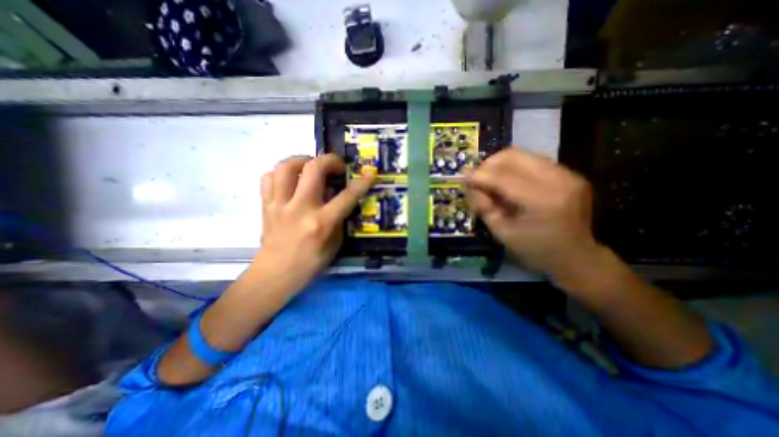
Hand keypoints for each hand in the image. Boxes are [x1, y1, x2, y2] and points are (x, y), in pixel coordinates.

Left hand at [254, 154, 374, 285]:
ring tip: (311, 166)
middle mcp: (300, 208)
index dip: (361, 184)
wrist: (275, 274)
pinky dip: (281, 173)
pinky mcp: (265, 205)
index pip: (346, 197)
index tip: (370, 174)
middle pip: (313, 169)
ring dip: (302, 160)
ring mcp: (279, 205)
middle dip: (329, 160)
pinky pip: (269, 178)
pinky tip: (291, 179)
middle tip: (336, 166)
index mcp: (321, 223)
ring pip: (286, 167)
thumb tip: (340, 200)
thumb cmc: (310, 263)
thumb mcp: (334, 244)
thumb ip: (339, 220)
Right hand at [464, 148, 598, 274]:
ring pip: (523, 154)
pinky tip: (509, 182)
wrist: (577, 257)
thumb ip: (484, 207)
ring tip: (491, 179)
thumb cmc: (535, 250)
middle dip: (489, 164)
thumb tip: (471, 186)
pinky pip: (533, 161)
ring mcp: (568, 174)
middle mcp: (558, 180)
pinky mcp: (570, 174)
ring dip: (501, 164)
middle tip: (478, 178)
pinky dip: (515, 167)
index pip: (502, 177)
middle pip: (513, 156)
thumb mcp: (501, 233)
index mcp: (542, 201)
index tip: (464, 177)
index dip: (479, 175)